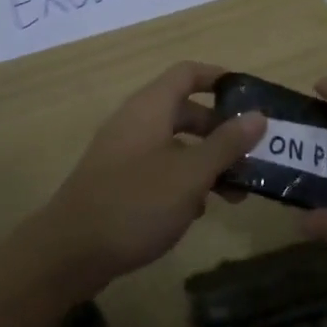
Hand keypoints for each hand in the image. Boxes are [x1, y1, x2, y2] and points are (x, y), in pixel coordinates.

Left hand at [38, 61, 264, 292]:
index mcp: (151, 107)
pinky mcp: (116, 181)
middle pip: (184, 110)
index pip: (188, 73)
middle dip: (220, 130)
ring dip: (205, 160)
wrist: (68, 253)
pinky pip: (158, 167)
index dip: (218, 78)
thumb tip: (259, 115)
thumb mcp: (190, 174)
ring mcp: (123, 152)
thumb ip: (226, 144)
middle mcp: (135, 121)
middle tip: (249, 153)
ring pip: (174, 143)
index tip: (249, 95)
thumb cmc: (135, 203)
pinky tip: (196, 210)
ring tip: (233, 192)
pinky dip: (182, 179)